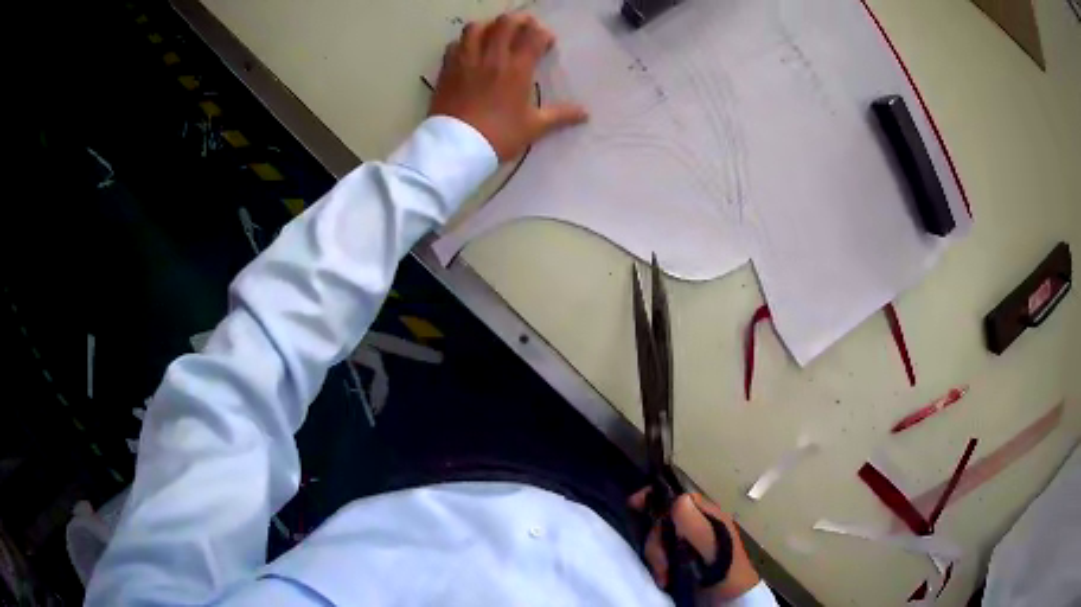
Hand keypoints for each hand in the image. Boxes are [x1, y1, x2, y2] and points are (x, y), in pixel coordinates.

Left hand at [429, 13, 587, 161]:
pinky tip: (469, 51)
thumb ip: (560, 115)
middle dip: (519, 20)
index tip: (547, 43)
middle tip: (525, 27)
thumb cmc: (499, 136)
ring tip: (494, 34)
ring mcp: (466, 61)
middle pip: (505, 23)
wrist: (456, 147)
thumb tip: (585, 114)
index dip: (544, 34)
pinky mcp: (447, 69)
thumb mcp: (533, 127)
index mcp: (517, 69)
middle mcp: (492, 57)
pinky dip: (464, 42)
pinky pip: (454, 44)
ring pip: (476, 28)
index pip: (534, 37)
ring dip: (489, 26)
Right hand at [630, 489, 760, 601]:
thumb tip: (678, 498)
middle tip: (661, 564)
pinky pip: (658, 554)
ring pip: (658, 538)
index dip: (656, 498)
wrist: (728, 601)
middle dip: (656, 540)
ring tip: (664, 576)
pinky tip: (663, 578)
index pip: (679, 497)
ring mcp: (687, 543)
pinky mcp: (679, 560)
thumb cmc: (725, 571)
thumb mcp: (713, 547)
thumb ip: (697, 525)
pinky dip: (656, 566)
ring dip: (655, 557)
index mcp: (709, 516)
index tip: (633, 505)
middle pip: (663, 520)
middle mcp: (697, 526)